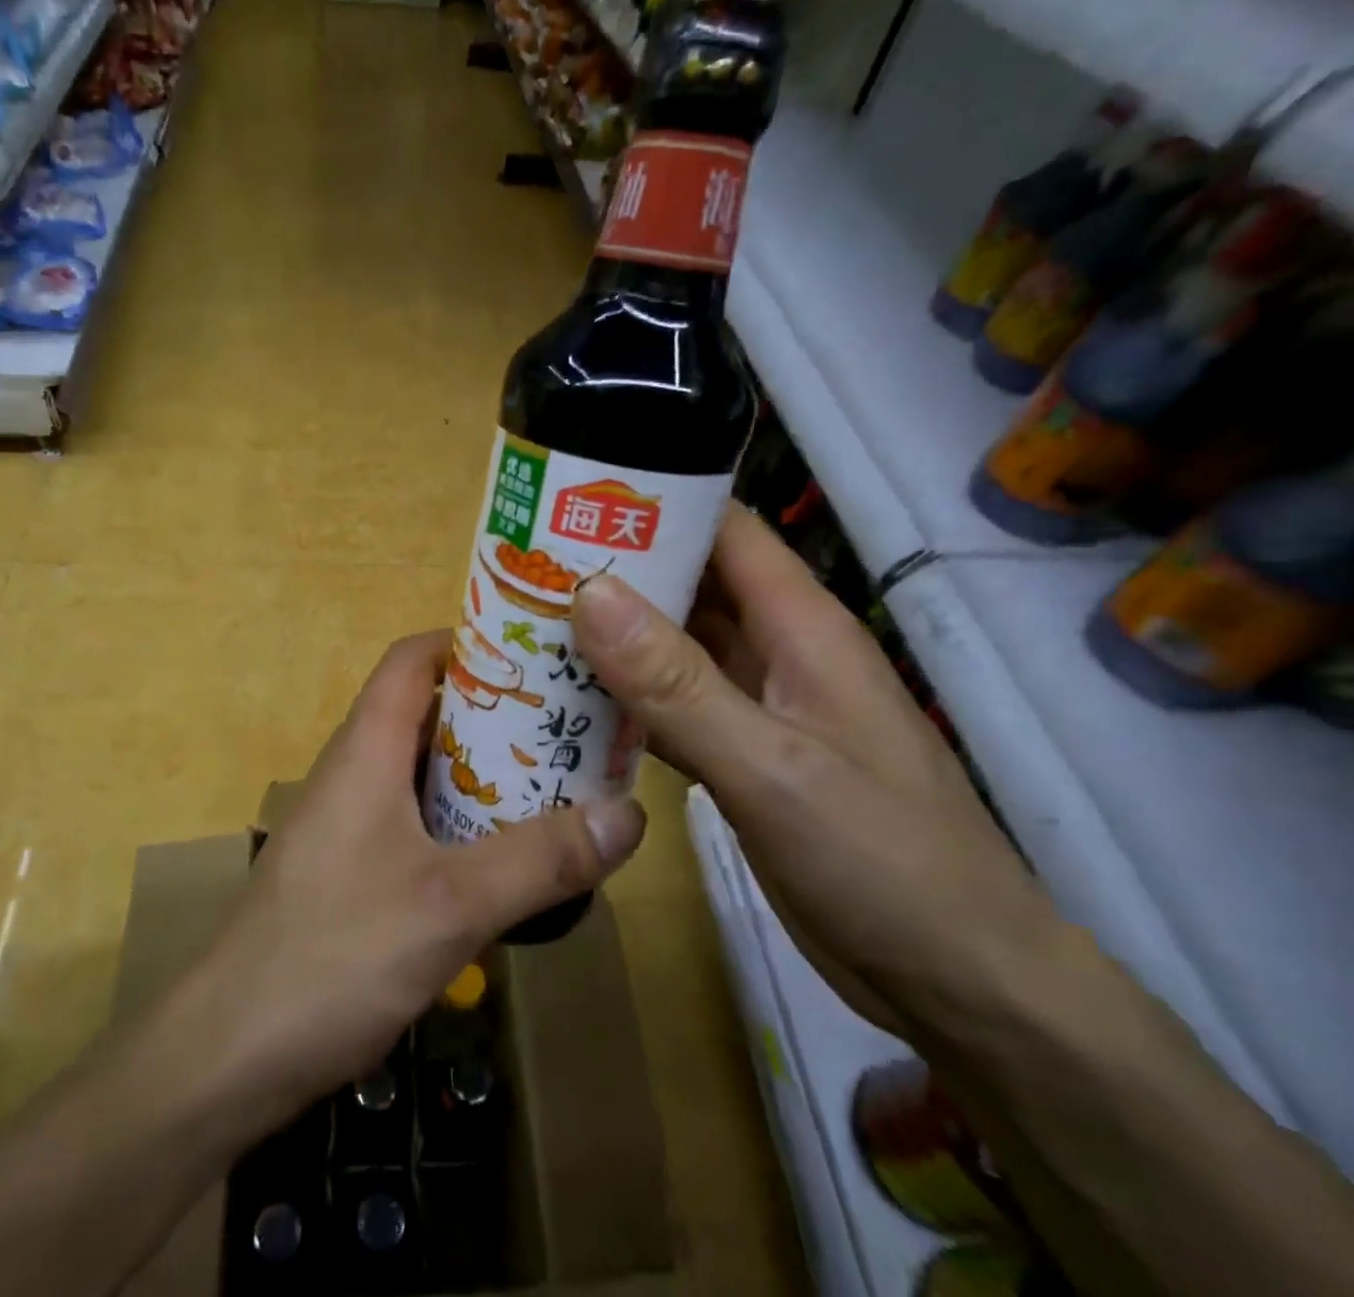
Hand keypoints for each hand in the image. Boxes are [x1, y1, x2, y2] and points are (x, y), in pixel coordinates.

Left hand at [186, 630, 646, 1129]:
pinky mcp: (348, 870)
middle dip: (494, 713)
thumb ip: (540, 860)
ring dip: (482, 773)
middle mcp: (352, 771)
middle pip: (425, 713)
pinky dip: (461, 822)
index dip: (467, 642)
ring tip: (554, 785)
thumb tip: (630, 813)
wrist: (229, 1053)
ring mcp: (346, 823)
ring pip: (421, 772)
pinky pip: (413, 821)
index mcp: (365, 749)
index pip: (412, 659)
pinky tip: (504, 860)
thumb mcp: (451, 904)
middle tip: (567, 726)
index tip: (536, 654)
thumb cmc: (334, 954)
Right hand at [571, 508, 1061, 1039]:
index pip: (723, 530)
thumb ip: (676, 682)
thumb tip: (589, 592)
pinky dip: (624, 699)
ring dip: (611, 638)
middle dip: (613, 572)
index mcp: (799, 625)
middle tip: (524, 567)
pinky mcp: (742, 757)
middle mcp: (776, 652)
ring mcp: (758, 707)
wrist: (958, 983)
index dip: (654, 503)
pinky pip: (671, 707)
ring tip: (527, 624)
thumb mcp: (770, 767)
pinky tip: (566, 704)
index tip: (569, 499)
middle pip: (687, 585)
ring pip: (673, 649)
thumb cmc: (882, 861)